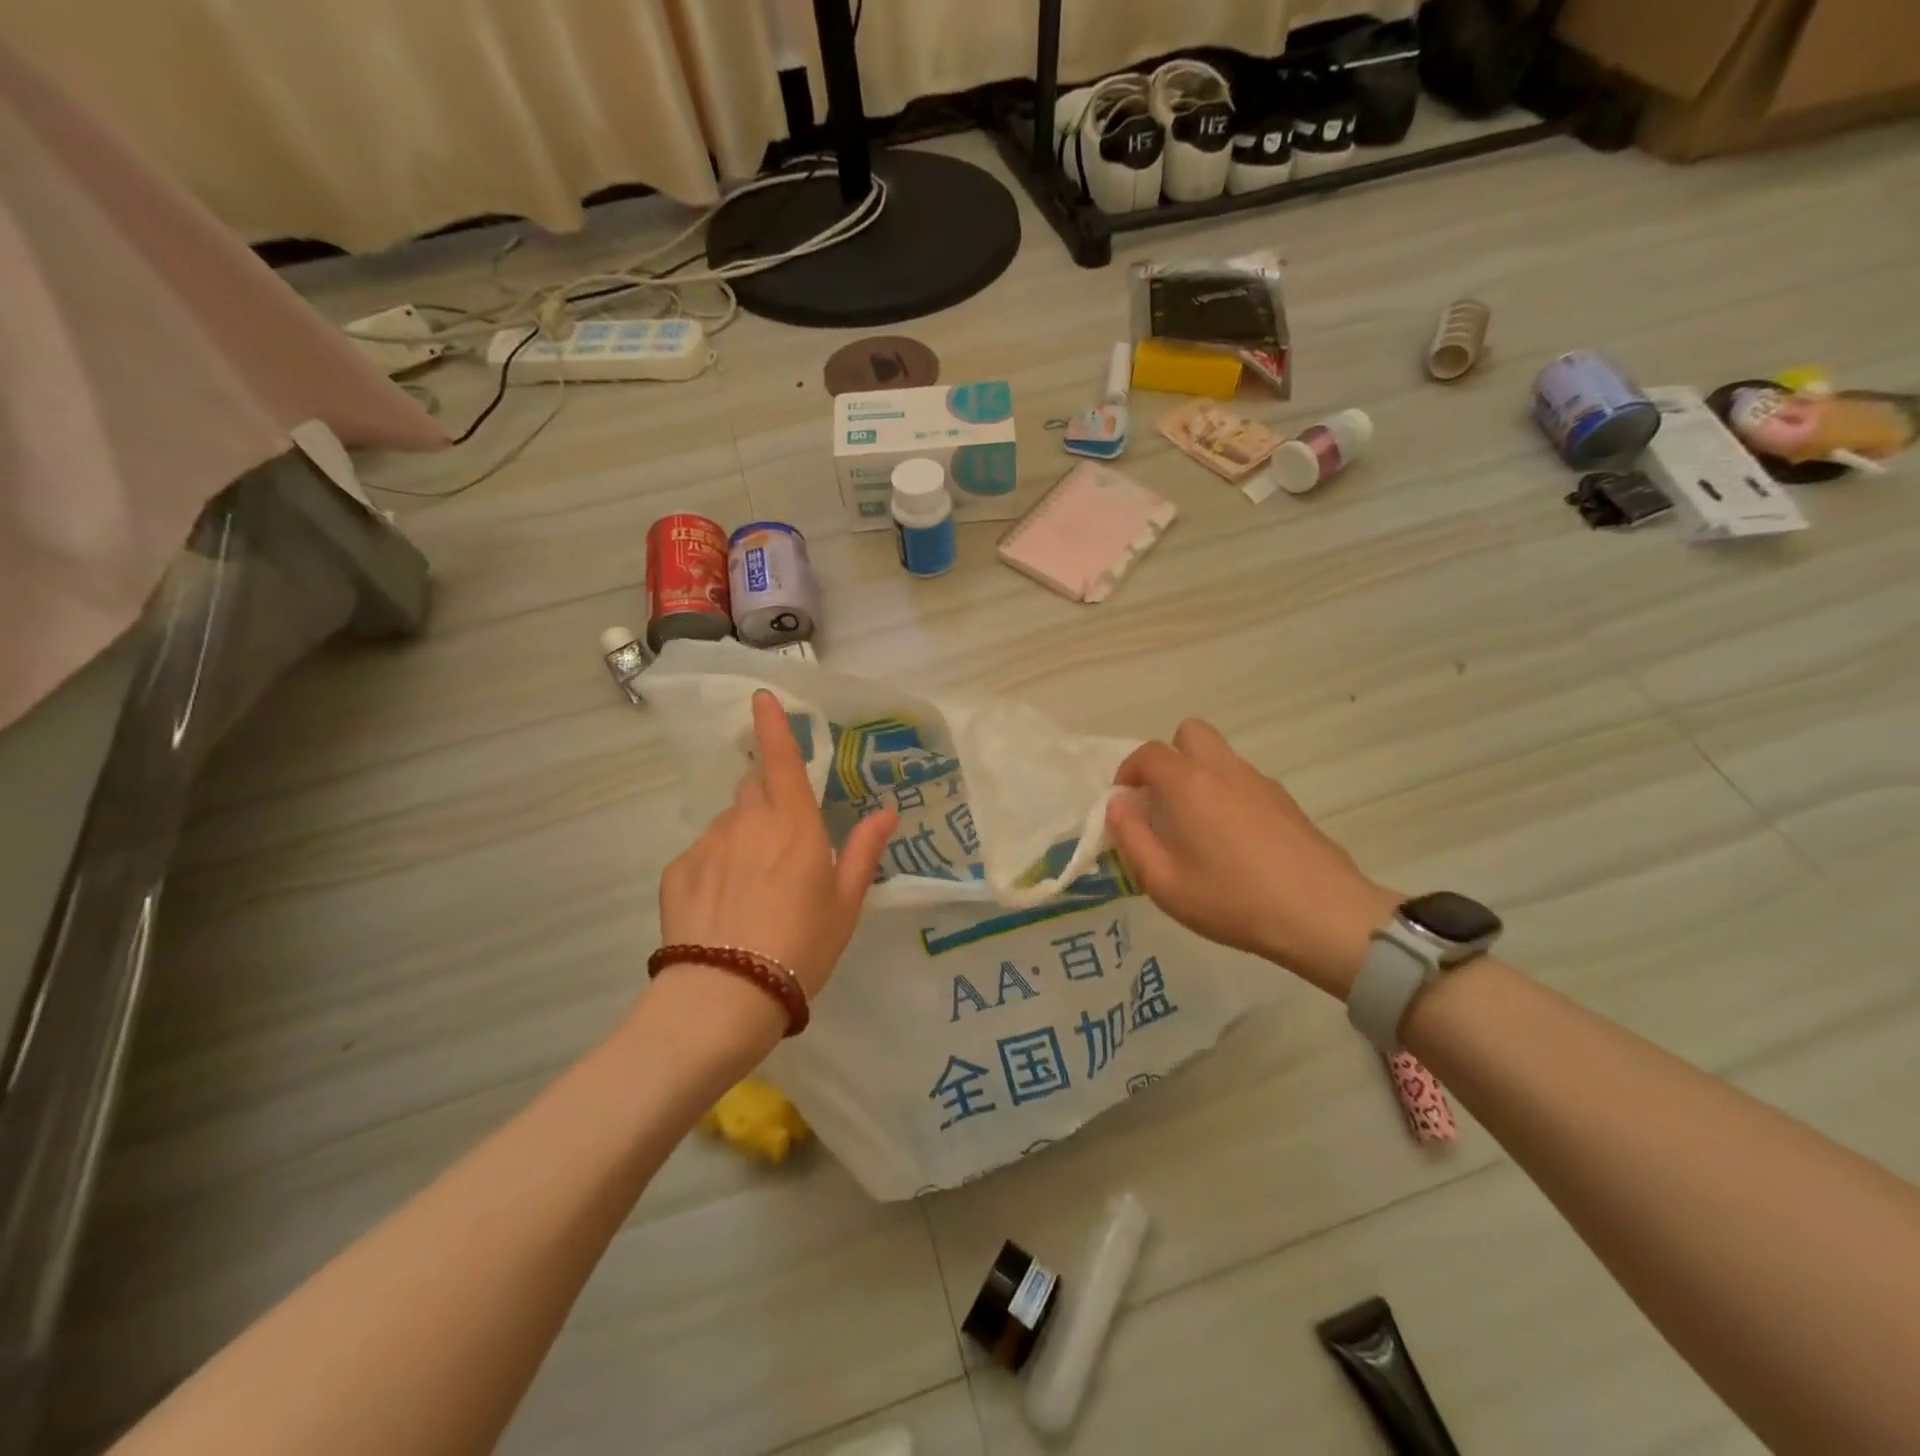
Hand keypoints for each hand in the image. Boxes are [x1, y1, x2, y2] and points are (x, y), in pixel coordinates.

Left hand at [658, 690, 896, 1006]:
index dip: (772, 724)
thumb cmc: (802, 946)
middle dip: (767, 800)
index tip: (760, 697)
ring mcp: (707, 844)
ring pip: (728, 825)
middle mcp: (747, 822)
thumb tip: (885, 811)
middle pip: (754, 789)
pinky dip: (715, 868)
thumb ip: (863, 850)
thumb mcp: (845, 903)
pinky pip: (701, 855)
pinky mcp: (677, 871)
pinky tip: (722, 908)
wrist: (726, 995)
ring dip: (742, 839)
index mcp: (793, 824)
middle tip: (781, 845)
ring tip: (752, 890)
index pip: (781, 759)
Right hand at [1105, 720, 1398, 997]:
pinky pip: (1243, 780)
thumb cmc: (1232, 900)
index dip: (1128, 771)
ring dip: (1198, 776)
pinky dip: (1227, 794)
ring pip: (1219, 756)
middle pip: (1189, 733)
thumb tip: (1118, 807)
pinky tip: (1233, 842)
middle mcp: (1224, 770)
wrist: (1322, 914)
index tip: (1124, 802)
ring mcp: (1260, 782)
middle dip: (1168, 757)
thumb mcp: (1163, 882)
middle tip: (1162, 800)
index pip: (1149, 753)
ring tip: (1196, 827)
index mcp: (1189, 784)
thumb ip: (1131, 838)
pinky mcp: (1286, 801)